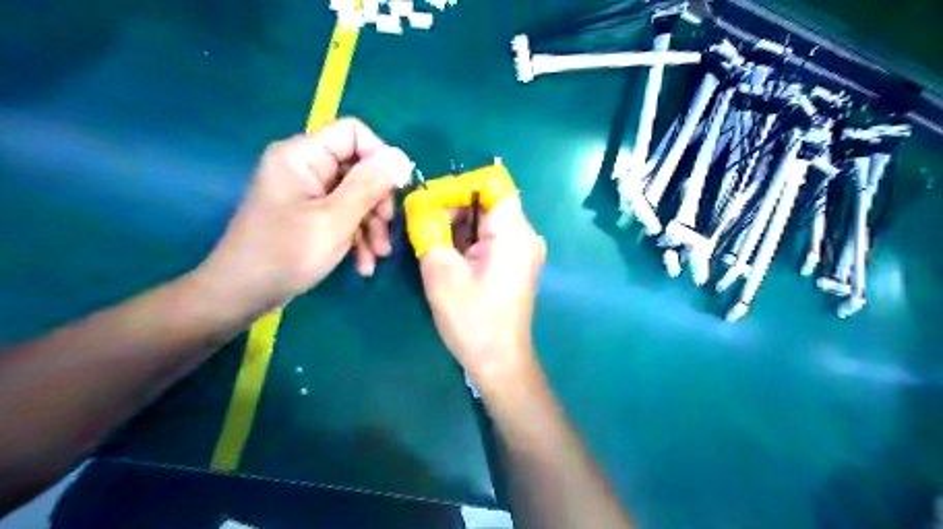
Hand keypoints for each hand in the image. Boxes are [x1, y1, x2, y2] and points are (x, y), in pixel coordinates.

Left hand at [200, 121, 411, 313]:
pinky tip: (363, 264)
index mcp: (302, 155)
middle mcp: (304, 166)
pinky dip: (356, 236)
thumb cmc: (286, 255)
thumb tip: (403, 157)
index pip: (353, 133)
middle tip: (386, 232)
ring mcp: (306, 192)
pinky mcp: (308, 214)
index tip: (397, 191)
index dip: (380, 157)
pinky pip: (342, 214)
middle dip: (377, 203)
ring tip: (377, 256)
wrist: (241, 294)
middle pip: (358, 168)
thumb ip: (370, 185)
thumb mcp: (336, 220)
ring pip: (354, 196)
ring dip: (370, 226)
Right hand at [419, 194, 545, 384]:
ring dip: (458, 224)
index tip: (431, 202)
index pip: (492, 183)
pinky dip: (468, 239)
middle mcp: (524, 235)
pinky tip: (448, 253)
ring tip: (431, 240)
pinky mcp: (515, 262)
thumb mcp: (441, 273)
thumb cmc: (472, 320)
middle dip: (454, 206)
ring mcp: (522, 249)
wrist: (499, 361)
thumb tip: (420, 205)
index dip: (460, 185)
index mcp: (513, 233)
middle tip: (423, 225)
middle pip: (488, 200)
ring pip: (487, 219)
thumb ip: (429, 231)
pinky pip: (490, 237)